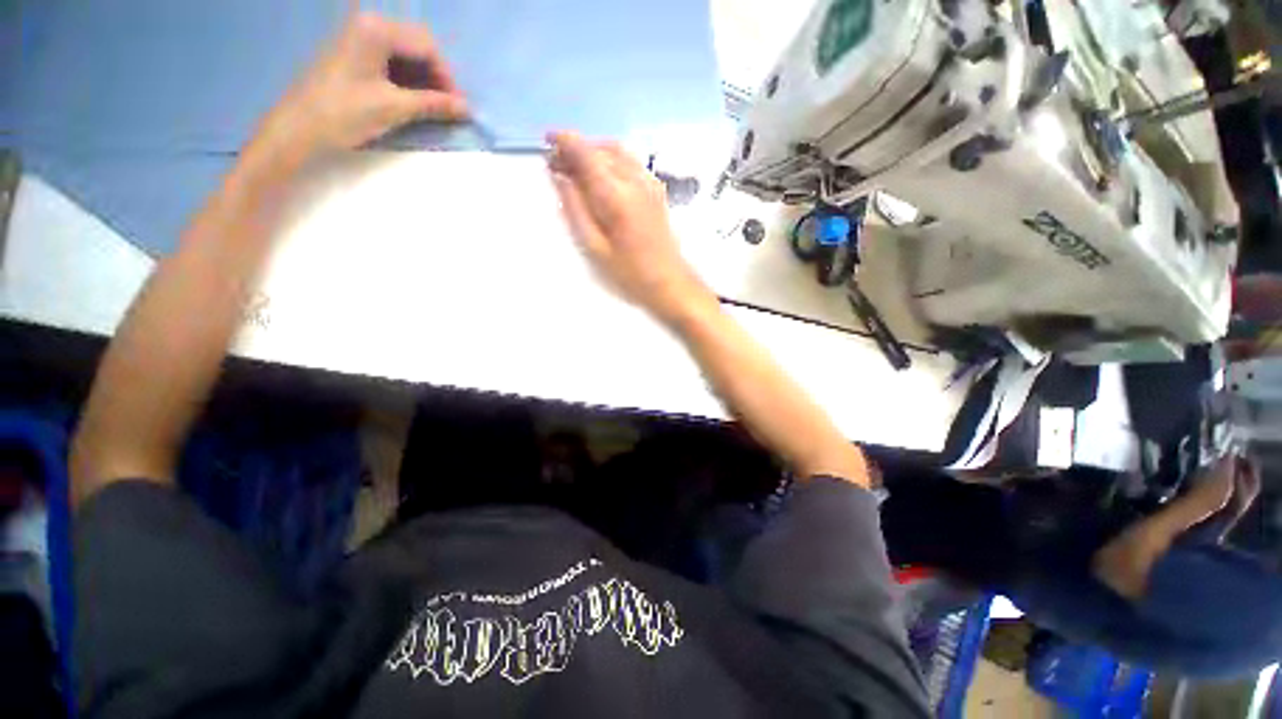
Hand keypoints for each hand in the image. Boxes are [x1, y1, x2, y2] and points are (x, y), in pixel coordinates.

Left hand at [259, 13, 468, 160]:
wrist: (299, 127)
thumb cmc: (345, 113)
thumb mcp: (394, 108)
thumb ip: (434, 105)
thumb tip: (467, 109)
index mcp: (377, 29)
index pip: (427, 46)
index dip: (447, 78)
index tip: (459, 107)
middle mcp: (369, 24)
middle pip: (418, 46)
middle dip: (437, 77)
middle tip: (448, 107)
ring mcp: (359, 36)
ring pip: (406, 53)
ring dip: (424, 79)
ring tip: (433, 107)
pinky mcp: (354, 52)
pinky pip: (391, 59)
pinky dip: (407, 79)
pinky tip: (413, 99)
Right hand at [548, 131, 715, 323]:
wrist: (669, 281)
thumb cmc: (629, 272)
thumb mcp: (594, 246)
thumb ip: (575, 208)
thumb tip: (559, 177)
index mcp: (616, 194)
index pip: (587, 153)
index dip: (564, 141)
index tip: (547, 141)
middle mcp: (635, 180)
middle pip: (601, 149)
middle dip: (576, 150)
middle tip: (557, 165)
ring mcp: (649, 183)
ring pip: (617, 152)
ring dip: (594, 152)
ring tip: (576, 170)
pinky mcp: (656, 190)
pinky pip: (630, 162)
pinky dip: (611, 160)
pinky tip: (602, 178)